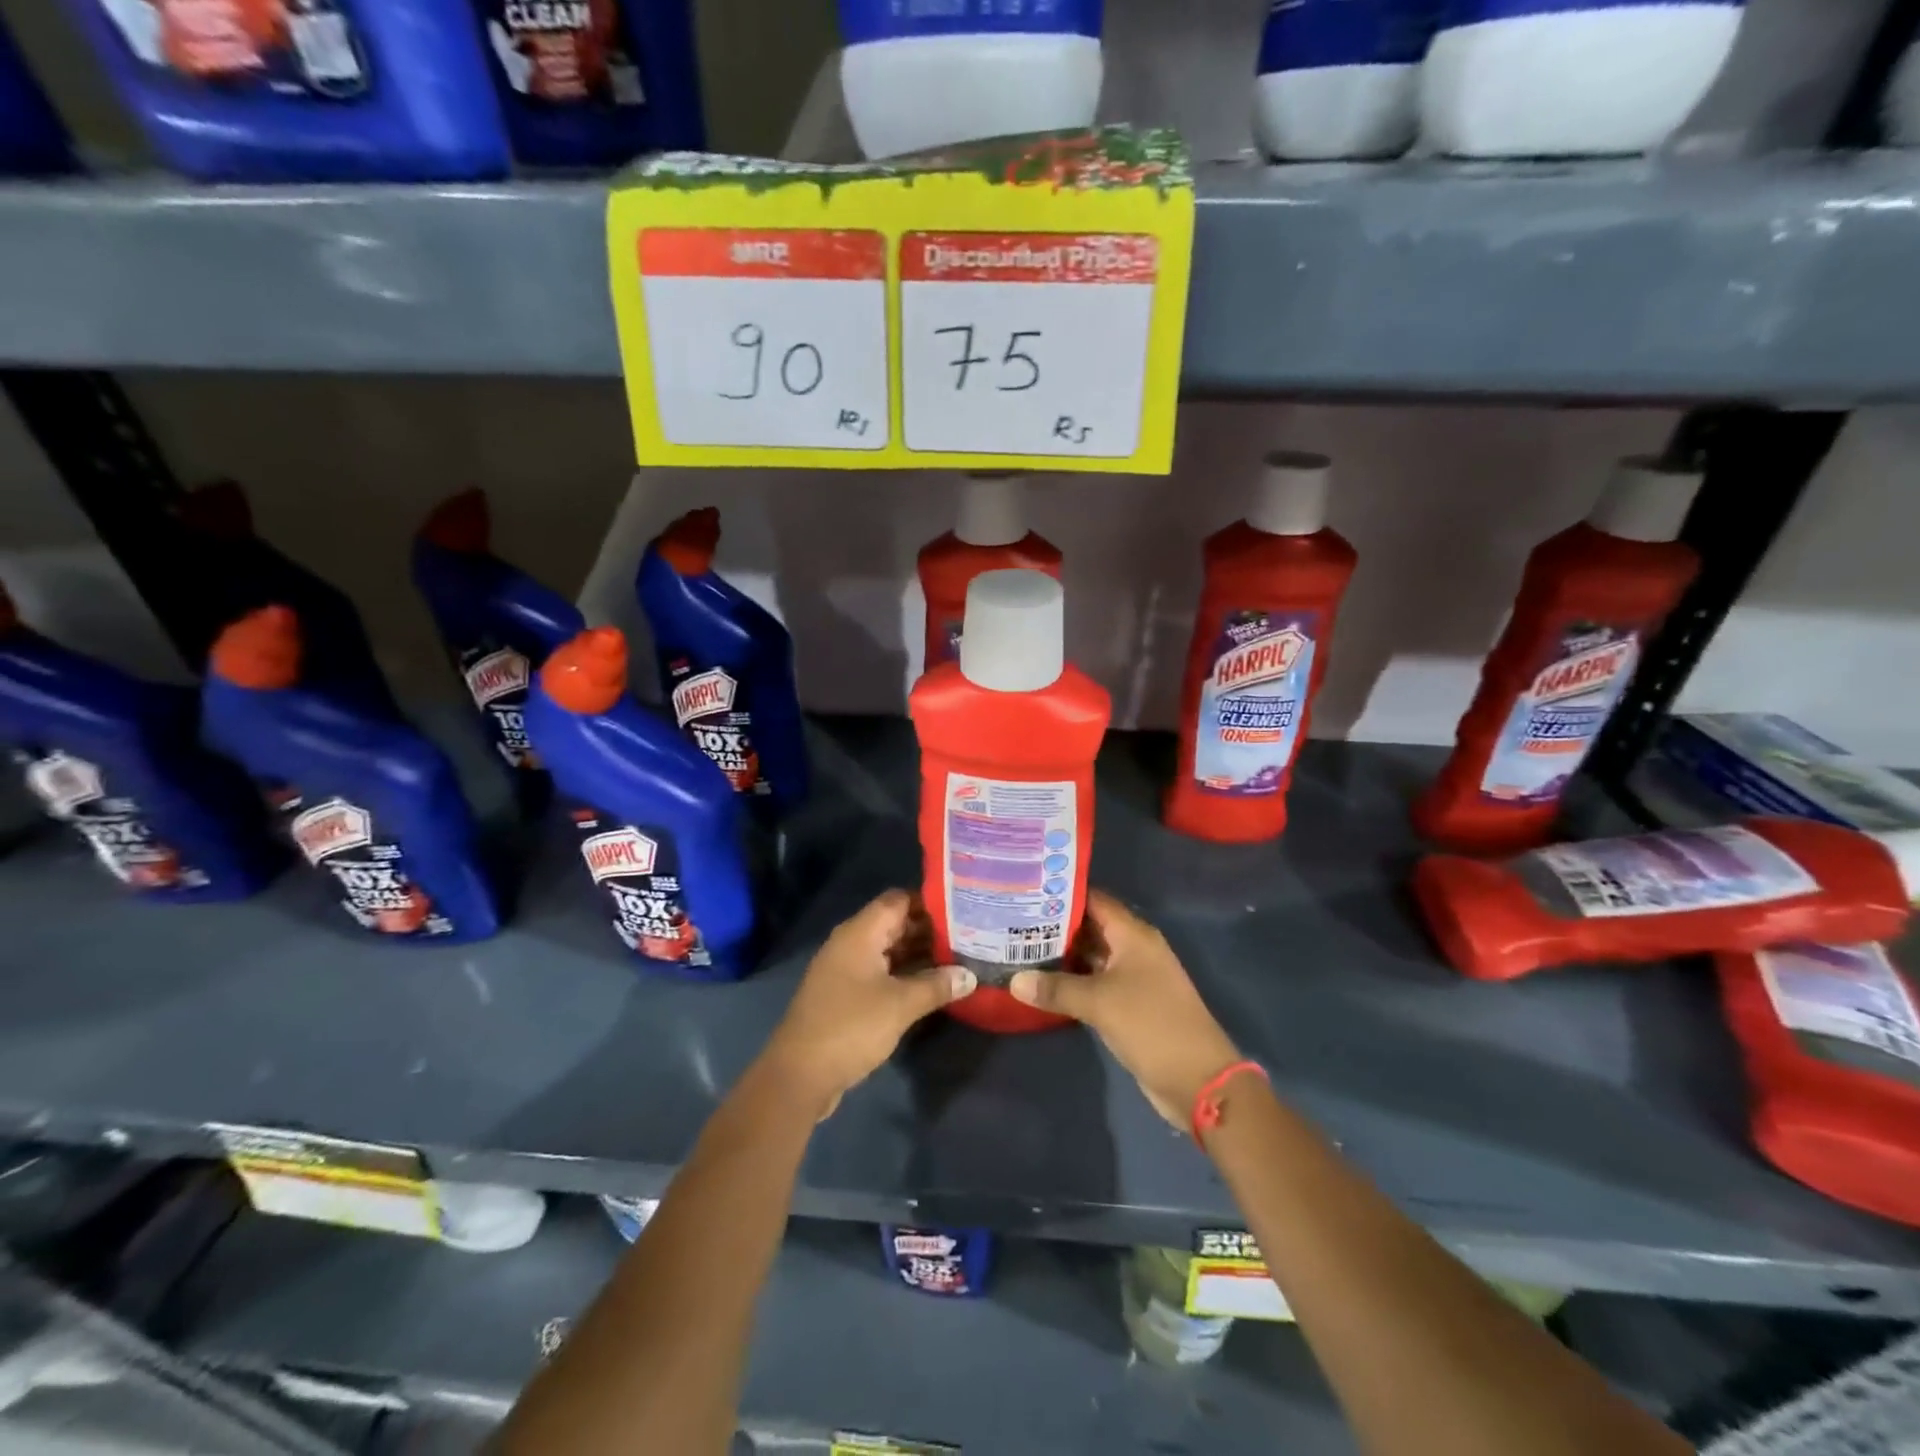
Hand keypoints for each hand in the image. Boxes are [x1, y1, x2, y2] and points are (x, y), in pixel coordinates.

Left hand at [761, 890, 974, 1119]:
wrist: (800, 1074)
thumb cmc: (851, 1027)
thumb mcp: (900, 1005)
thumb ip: (936, 985)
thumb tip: (970, 975)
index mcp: (860, 933)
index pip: (899, 900)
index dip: (930, 902)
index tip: (963, 910)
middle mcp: (851, 943)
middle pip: (895, 924)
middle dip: (930, 930)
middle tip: (970, 937)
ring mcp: (846, 969)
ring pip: (889, 950)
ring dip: (919, 954)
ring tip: (959, 960)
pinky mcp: (846, 994)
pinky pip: (881, 972)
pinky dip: (905, 974)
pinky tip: (932, 986)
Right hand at [1010, 891, 1239, 1127]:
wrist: (1197, 1079)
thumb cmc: (1151, 1025)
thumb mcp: (1099, 1003)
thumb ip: (1056, 988)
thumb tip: (1014, 980)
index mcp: (1133, 935)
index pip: (1093, 900)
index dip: (1062, 894)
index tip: (1026, 890)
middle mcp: (1134, 949)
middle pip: (1090, 926)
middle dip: (1054, 925)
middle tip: (1012, 920)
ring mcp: (1133, 977)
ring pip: (1091, 956)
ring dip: (1060, 955)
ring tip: (1018, 948)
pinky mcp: (1129, 1004)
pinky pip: (1094, 982)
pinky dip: (1071, 981)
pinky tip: (1041, 983)